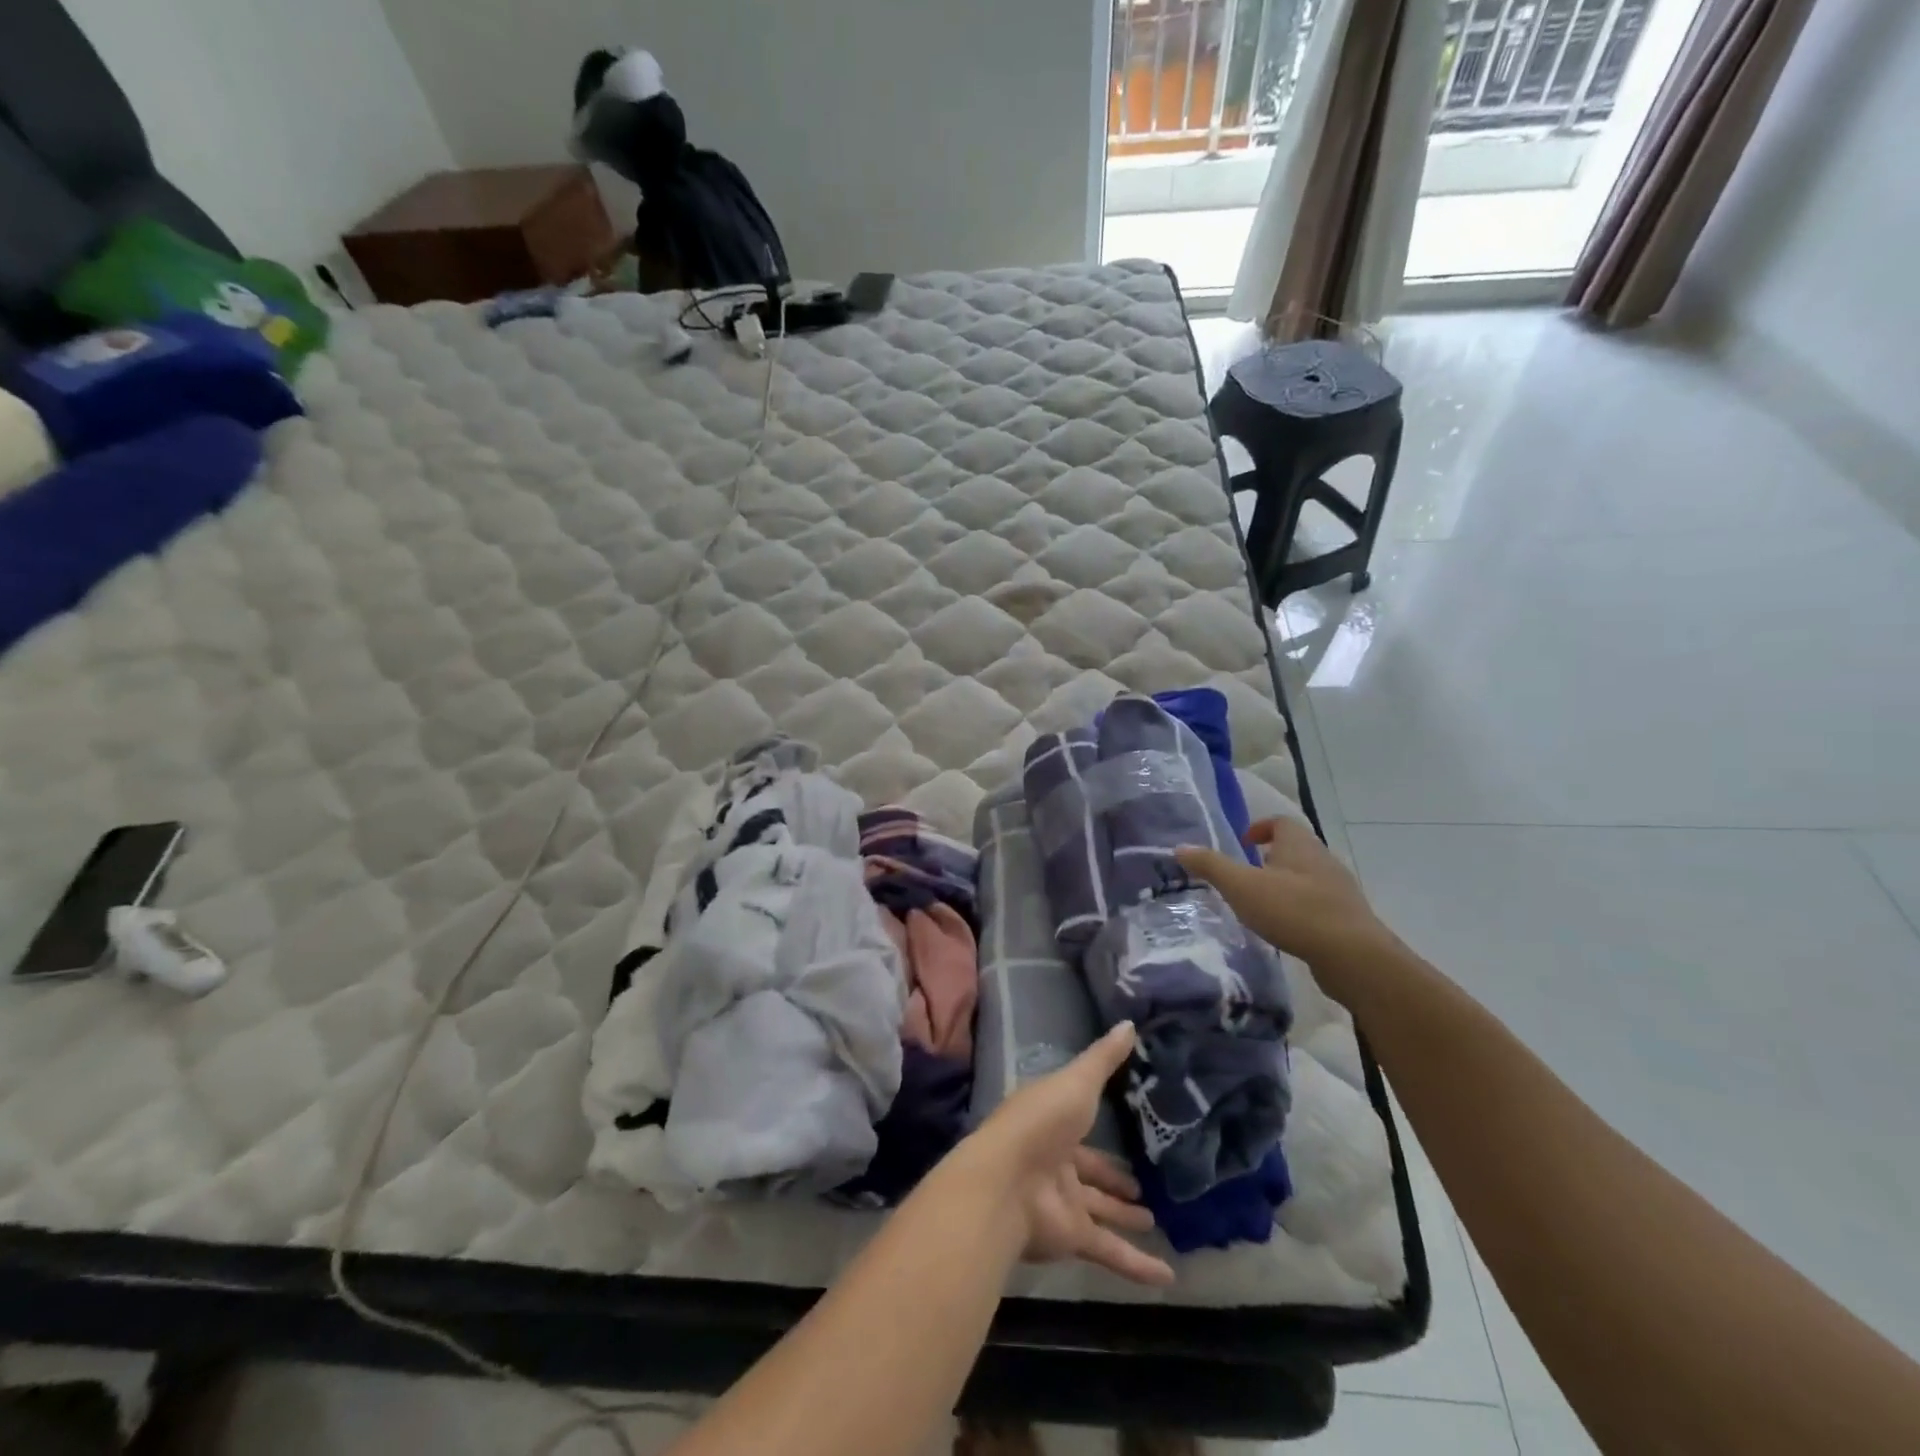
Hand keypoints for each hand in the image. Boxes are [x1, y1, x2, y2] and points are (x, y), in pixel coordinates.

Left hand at [971, 1023, 1174, 1287]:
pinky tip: (1168, 1278)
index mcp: (1052, 1122)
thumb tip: (1129, 1024)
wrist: (1006, 1181)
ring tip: (1155, 1220)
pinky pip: (1110, 1251)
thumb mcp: (1077, 1081)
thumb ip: (1104, 1059)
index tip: (1130, 1132)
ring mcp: (1061, 1201)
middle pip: (1089, 1172)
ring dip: (1124, 1217)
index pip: (1081, 1125)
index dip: (1103, 1129)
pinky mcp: (1071, 1237)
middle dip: (1113, 1179)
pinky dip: (1136, 1266)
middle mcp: (1055, 1161)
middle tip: (1144, 1187)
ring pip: (1099, 1211)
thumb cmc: (1040, 1121)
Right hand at [1175, 816, 1396, 998]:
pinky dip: (1298, 908)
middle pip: (1294, 848)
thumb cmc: (1294, 910)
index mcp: (1299, 844)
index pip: (1280, 822)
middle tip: (1244, 876)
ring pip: (1306, 877)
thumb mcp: (1242, 887)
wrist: (1353, 956)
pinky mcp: (1347, 918)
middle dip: (1269, 858)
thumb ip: (1211, 866)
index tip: (1242, 844)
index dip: (1259, 828)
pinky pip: (1317, 903)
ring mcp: (1339, 889)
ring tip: (1260, 904)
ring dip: (1284, 884)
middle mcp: (1322, 859)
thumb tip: (1180, 847)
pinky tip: (1284, 928)